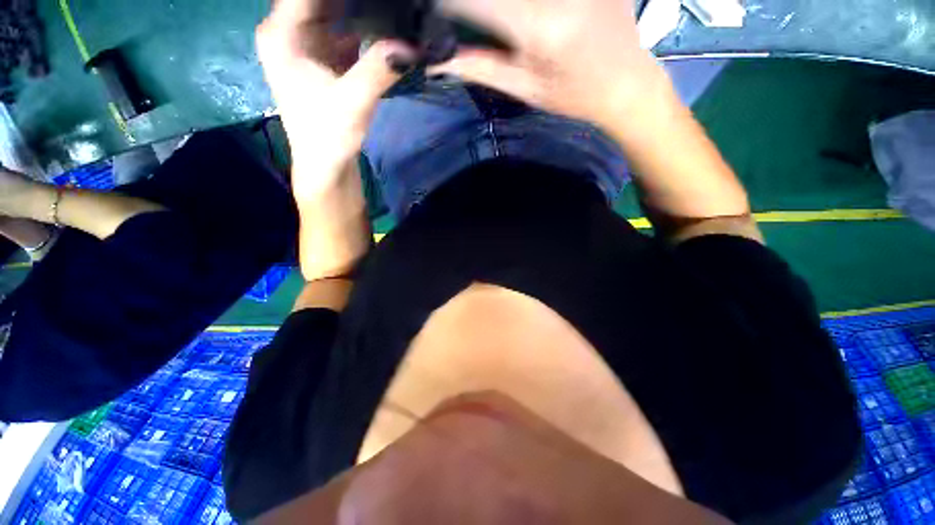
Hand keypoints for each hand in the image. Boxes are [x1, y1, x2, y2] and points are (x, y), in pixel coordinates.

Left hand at [256, 0, 414, 198]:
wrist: (325, 163)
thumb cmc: (327, 136)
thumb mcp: (352, 103)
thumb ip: (378, 71)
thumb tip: (412, 45)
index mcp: (282, 33)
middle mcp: (291, 30)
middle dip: (356, 0)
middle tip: (392, 3)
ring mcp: (308, 43)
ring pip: (335, 9)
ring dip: (362, 8)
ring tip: (391, 10)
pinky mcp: (325, 58)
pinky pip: (344, 29)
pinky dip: (365, 26)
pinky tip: (385, 26)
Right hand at [429, 0, 672, 128]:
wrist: (628, 84)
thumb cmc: (575, 97)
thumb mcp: (526, 88)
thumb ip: (480, 67)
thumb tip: (435, 59)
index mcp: (538, 24)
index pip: (473, 1)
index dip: (444, 6)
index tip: (431, 16)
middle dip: (469, 6)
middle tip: (458, 20)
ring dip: (492, 6)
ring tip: (499, 29)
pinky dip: (513, 4)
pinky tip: (515, 16)